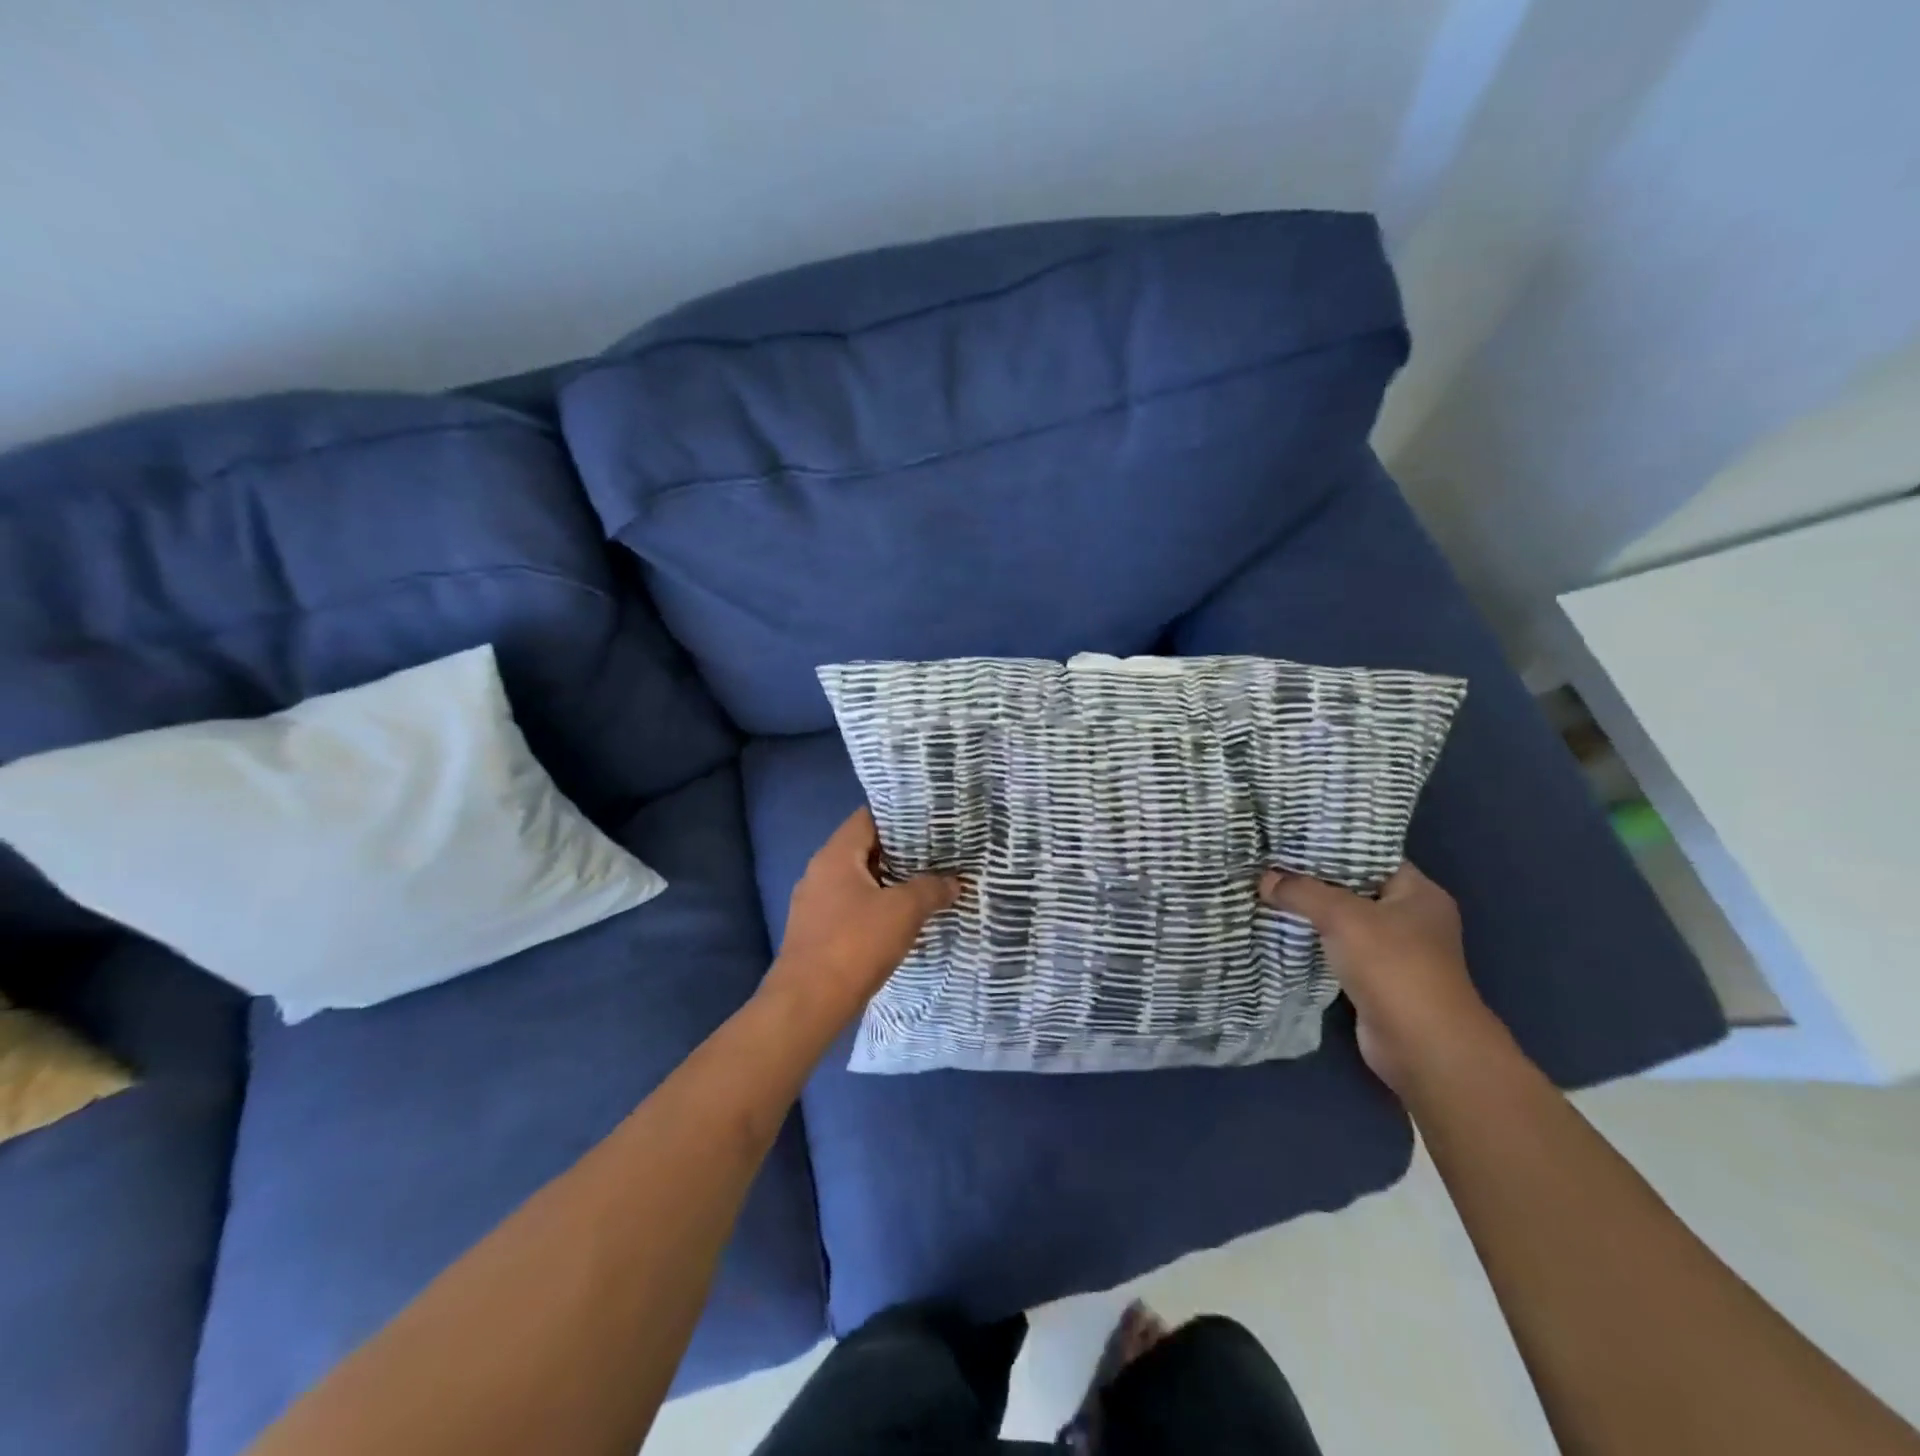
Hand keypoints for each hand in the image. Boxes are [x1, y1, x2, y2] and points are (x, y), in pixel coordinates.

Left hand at [762, 808, 962, 1037]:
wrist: (808, 1003)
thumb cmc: (855, 944)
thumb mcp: (903, 911)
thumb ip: (931, 889)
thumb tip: (954, 882)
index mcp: (835, 855)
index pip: (867, 818)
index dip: (900, 818)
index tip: (931, 823)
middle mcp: (819, 872)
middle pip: (864, 849)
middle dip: (901, 853)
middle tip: (937, 855)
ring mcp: (814, 904)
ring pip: (858, 881)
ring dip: (889, 883)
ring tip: (926, 886)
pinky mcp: (816, 932)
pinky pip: (851, 907)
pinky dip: (875, 907)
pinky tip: (900, 921)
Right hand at [1258, 862, 1503, 1093]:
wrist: (1421, 1045)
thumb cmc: (1393, 966)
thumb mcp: (1342, 916)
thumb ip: (1302, 892)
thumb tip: (1265, 878)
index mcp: (1418, 892)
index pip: (1370, 854)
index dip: (1331, 844)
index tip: (1290, 836)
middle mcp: (1411, 917)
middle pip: (1353, 887)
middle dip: (1313, 878)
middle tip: (1270, 862)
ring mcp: (1395, 951)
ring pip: (1343, 920)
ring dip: (1310, 912)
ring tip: (1267, 890)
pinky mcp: (1376, 978)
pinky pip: (1338, 948)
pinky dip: (1314, 941)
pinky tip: (1281, 929)